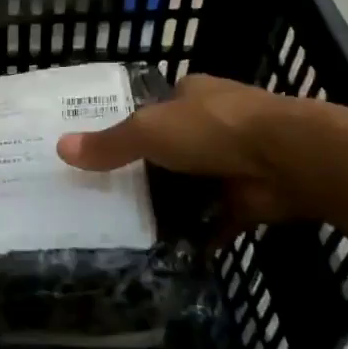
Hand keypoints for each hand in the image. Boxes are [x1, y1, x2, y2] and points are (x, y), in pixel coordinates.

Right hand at [57, 74, 306, 228]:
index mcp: (192, 95)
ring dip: (172, 205)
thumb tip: (60, 147)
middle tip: (108, 200)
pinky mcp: (248, 197)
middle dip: (148, 173)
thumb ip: (109, 143)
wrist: (287, 159)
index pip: (154, 108)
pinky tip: (169, 253)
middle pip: (172, 150)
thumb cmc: (213, 129)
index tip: (102, 154)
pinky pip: (215, 219)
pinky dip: (198, 235)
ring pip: (192, 185)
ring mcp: (234, 161)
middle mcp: (213, 124)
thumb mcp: (149, 131)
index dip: (130, 127)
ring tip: (129, 231)